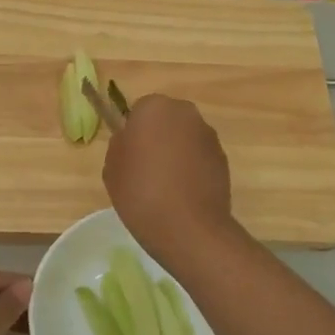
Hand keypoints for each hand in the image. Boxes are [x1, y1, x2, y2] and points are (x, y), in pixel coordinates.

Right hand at [102, 94, 235, 266]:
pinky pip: (200, 157)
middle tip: (146, 169)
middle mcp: (185, 113)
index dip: (133, 133)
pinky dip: (193, 168)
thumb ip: (121, 144)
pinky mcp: (223, 158)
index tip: (130, 156)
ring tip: (166, 186)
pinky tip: (183, 194)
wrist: (187, 227)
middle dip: (158, 137)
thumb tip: (131, 140)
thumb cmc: (140, 192)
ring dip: (177, 152)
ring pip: (185, 138)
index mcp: (154, 107)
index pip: (139, 110)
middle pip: (166, 120)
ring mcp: (208, 135)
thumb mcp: (112, 168)